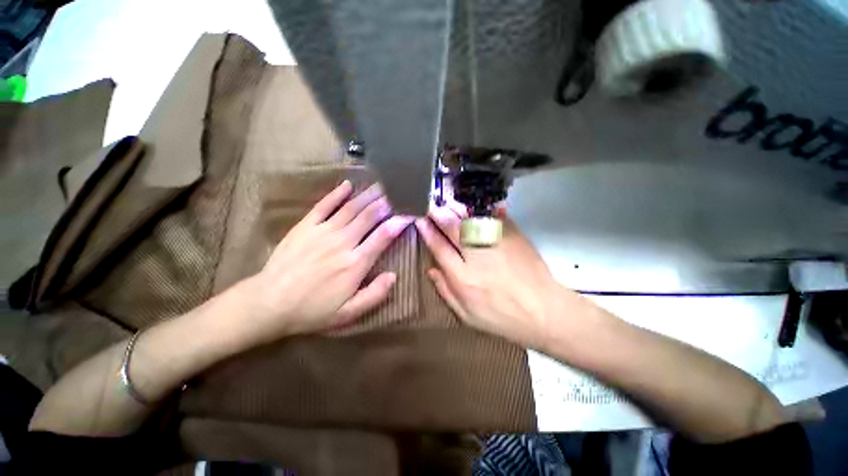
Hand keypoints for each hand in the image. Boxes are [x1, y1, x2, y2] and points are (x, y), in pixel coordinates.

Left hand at [243, 181, 412, 336]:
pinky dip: (337, 194)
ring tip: (381, 185)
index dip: (399, 222)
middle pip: (369, 216)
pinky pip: (324, 205)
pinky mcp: (305, 226)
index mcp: (356, 263)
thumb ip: (374, 295)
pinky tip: (348, 185)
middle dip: (386, 202)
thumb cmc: (312, 310)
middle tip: (398, 190)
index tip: (409, 213)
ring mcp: (323, 231)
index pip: (384, 236)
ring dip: (368, 195)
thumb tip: (394, 276)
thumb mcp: (348, 313)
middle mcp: (343, 242)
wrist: (269, 303)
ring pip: (351, 208)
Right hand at [415, 202, 568, 348]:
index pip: (439, 248)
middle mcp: (477, 256)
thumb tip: (431, 270)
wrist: (544, 312)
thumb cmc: (502, 318)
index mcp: (463, 277)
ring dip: (456, 209)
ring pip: (471, 220)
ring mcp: (497, 244)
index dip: (428, 232)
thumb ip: (446, 291)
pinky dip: (484, 210)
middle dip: (438, 215)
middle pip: (453, 229)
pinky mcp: (514, 237)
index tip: (420, 221)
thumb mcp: (468, 316)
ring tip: (447, 203)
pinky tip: (476, 206)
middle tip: (431, 206)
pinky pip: (495, 218)